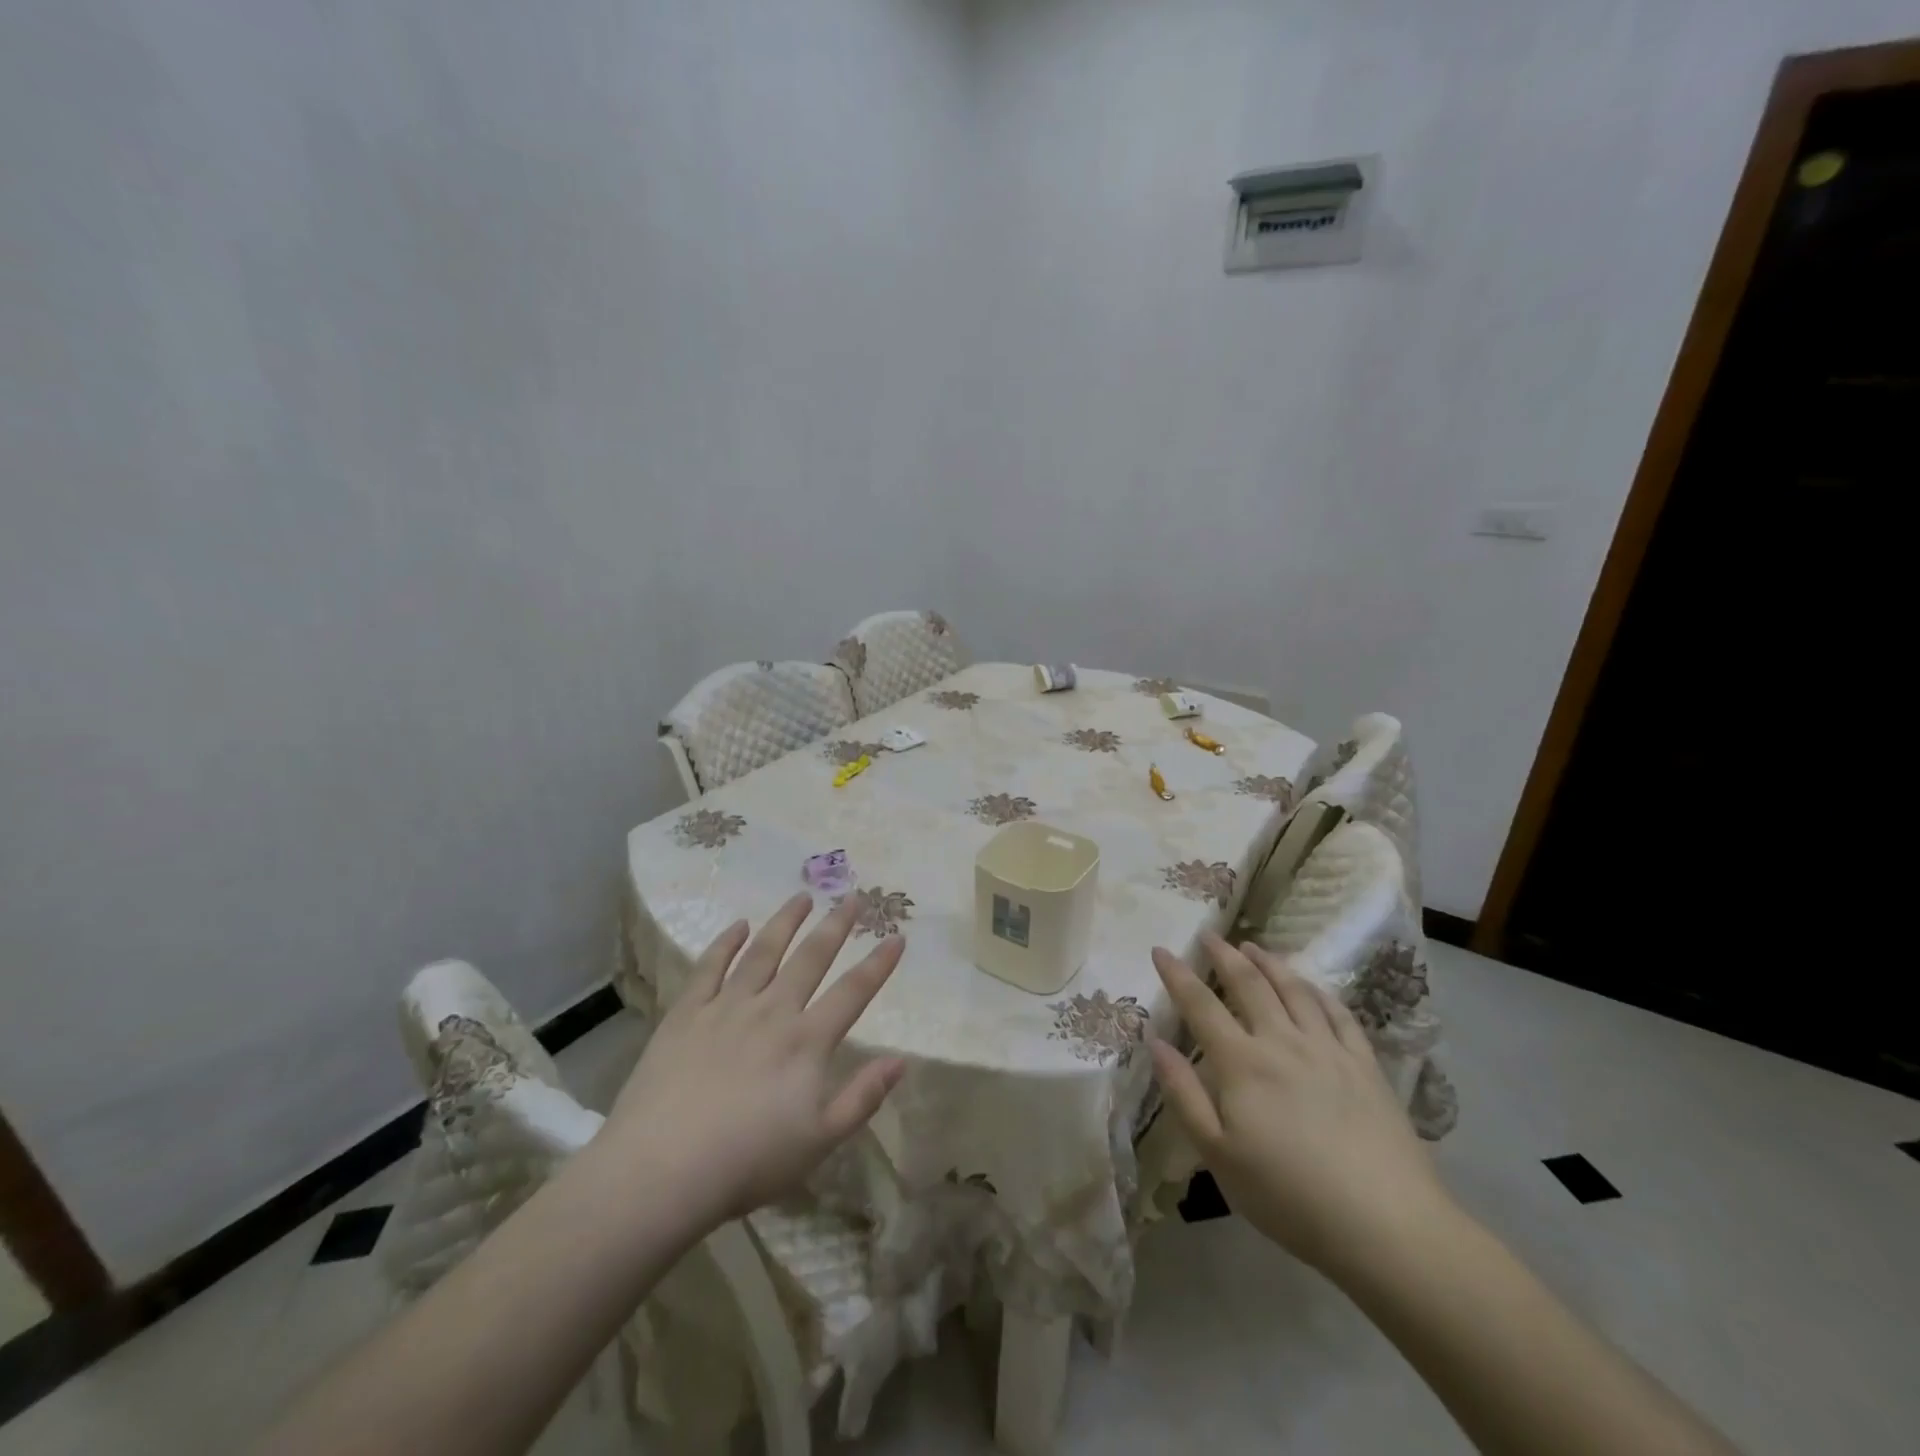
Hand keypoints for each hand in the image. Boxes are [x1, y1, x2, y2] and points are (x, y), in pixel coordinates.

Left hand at [604, 893, 905, 1228]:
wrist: (661, 1169)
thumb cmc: (748, 1161)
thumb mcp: (820, 1141)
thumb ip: (863, 1097)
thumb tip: (901, 1061)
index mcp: (807, 1041)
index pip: (853, 992)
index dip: (879, 964)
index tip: (897, 936)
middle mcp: (772, 1011)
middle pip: (811, 958)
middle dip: (836, 926)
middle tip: (852, 897)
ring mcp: (727, 1007)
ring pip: (763, 952)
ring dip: (785, 921)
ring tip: (802, 896)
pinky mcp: (686, 1013)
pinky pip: (710, 967)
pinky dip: (726, 942)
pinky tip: (738, 925)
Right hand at [1148, 932, 1453, 1278]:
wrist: (1387, 1226)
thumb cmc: (1289, 1197)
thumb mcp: (1218, 1155)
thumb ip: (1183, 1094)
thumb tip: (1156, 1042)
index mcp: (1241, 1063)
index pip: (1200, 1005)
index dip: (1177, 974)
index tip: (1161, 949)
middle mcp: (1282, 1042)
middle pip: (1249, 984)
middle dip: (1224, 955)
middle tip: (1209, 935)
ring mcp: (1329, 1050)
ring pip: (1294, 989)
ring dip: (1269, 962)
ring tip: (1253, 946)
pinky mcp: (1366, 1065)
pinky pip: (1338, 1014)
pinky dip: (1318, 992)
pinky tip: (1311, 988)